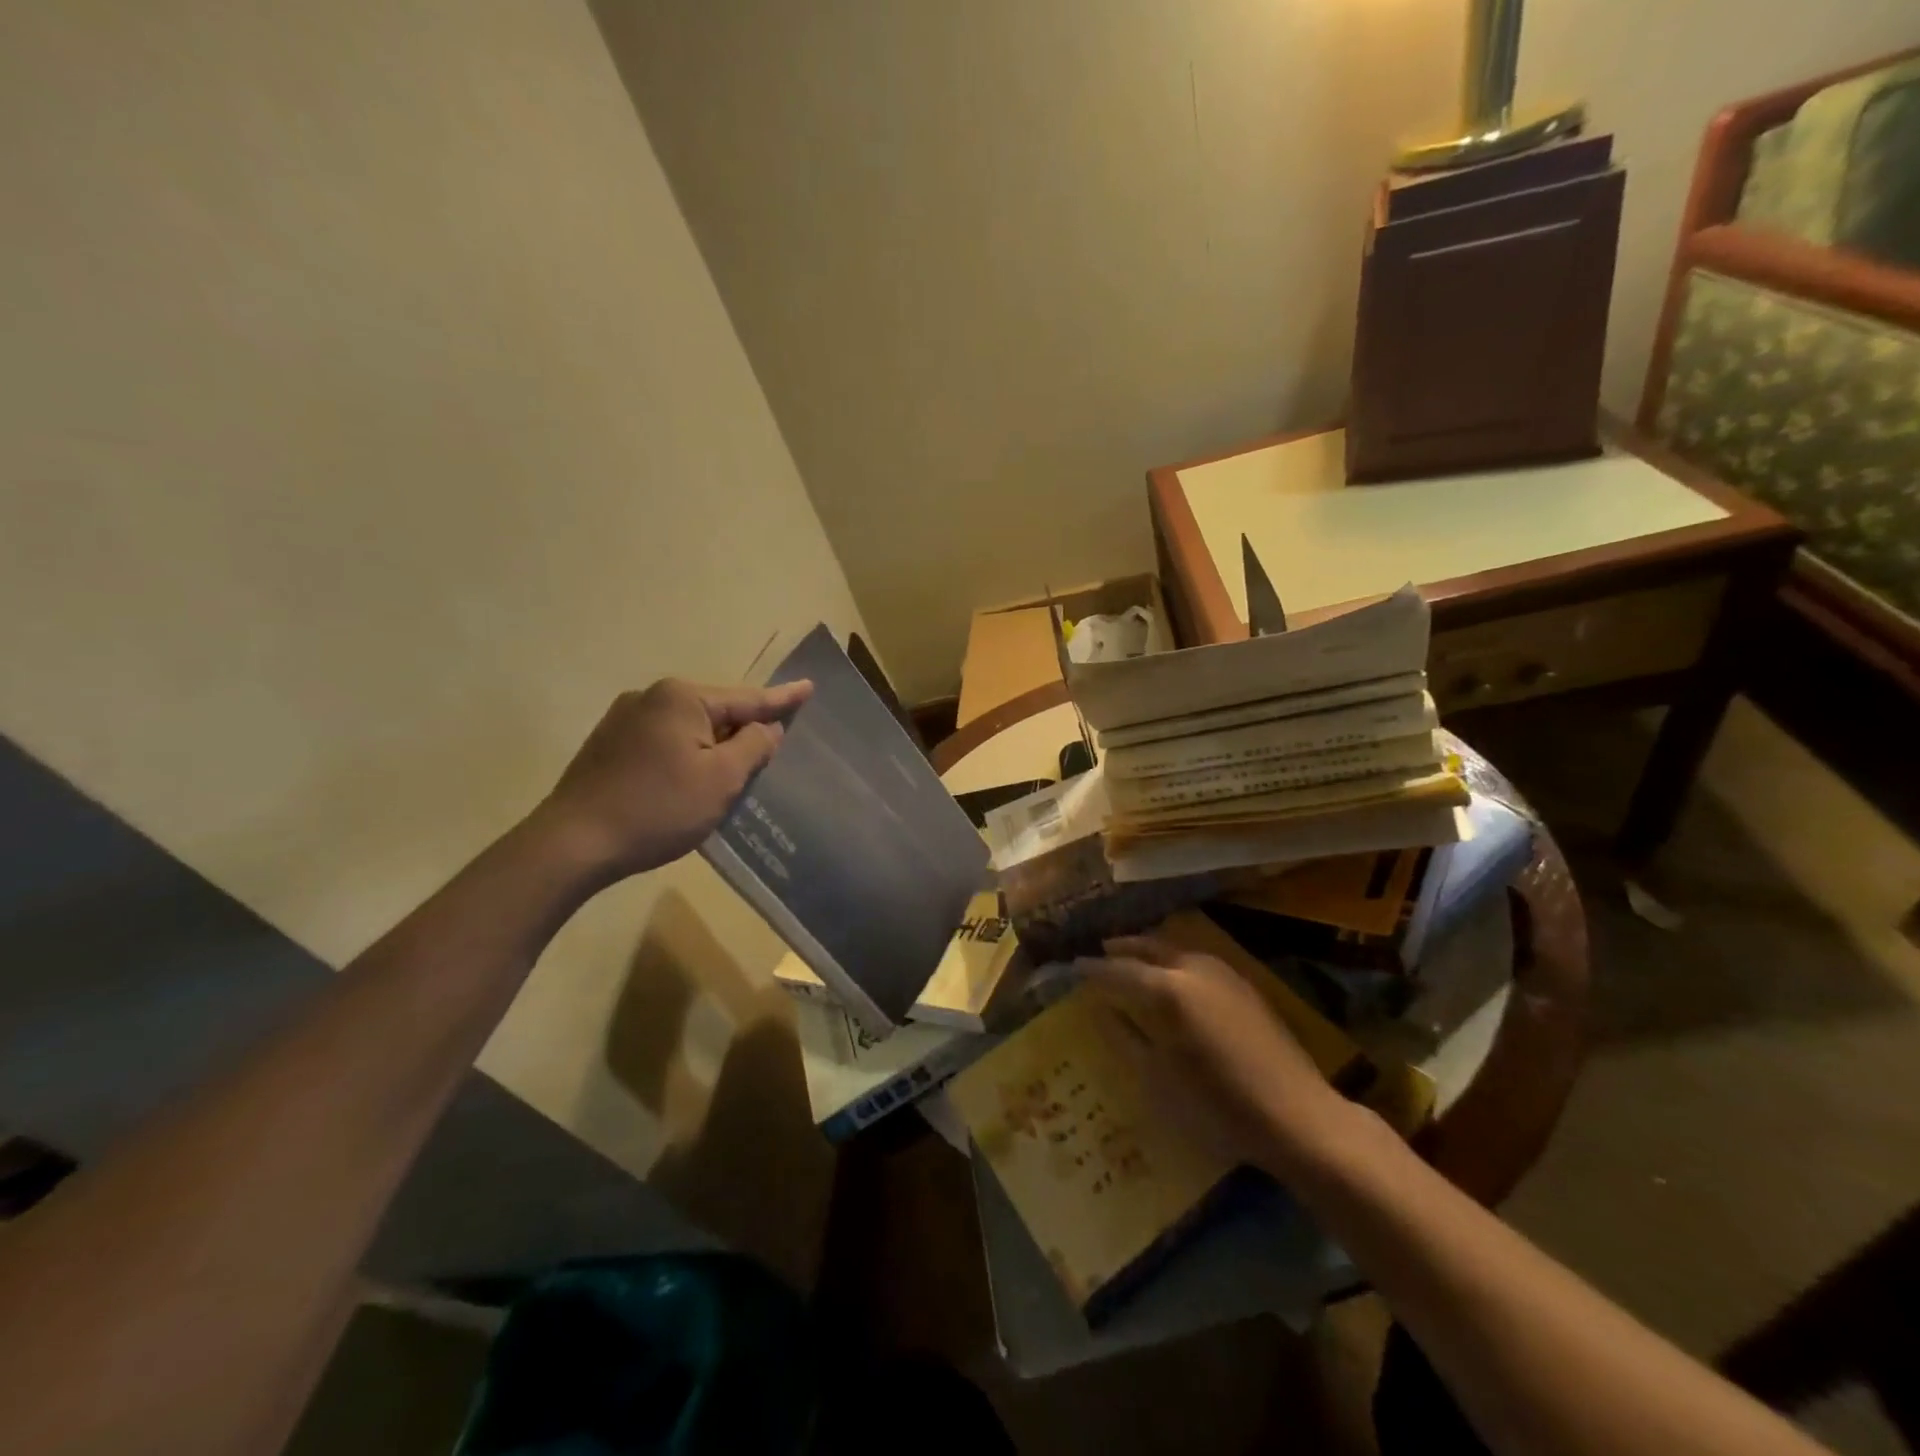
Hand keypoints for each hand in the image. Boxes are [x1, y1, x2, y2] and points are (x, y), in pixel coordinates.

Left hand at [537, 678, 811, 882]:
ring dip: (712, 747)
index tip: (809, 687)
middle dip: (742, 731)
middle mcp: (651, 697)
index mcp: (682, 699)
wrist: (573, 844)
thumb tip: (767, 726)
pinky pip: (663, 741)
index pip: (747, 698)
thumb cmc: (658, 808)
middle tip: (769, 752)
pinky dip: (685, 756)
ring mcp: (623, 719)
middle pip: (716, 712)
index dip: (782, 699)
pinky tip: (686, 782)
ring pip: (688, 728)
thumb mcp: (721, 779)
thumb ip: (753, 746)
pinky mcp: (607, 745)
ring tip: (730, 774)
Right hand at [1076, 936, 1348, 1172]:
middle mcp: (1192, 967)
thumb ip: (1124, 1038)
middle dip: (1121, 949)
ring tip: (1132, 963)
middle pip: (1147, 946)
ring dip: (1149, 950)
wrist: (1297, 1116)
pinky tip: (1173, 979)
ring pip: (1174, 947)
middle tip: (1099, 956)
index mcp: (1166, 989)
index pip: (1117, 970)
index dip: (1092, 969)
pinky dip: (1174, 960)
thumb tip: (1100, 1010)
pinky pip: (1197, 959)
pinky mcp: (1244, 984)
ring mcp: (1223, 972)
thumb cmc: (1217, 1106)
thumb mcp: (1157, 1079)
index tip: (1072, 969)